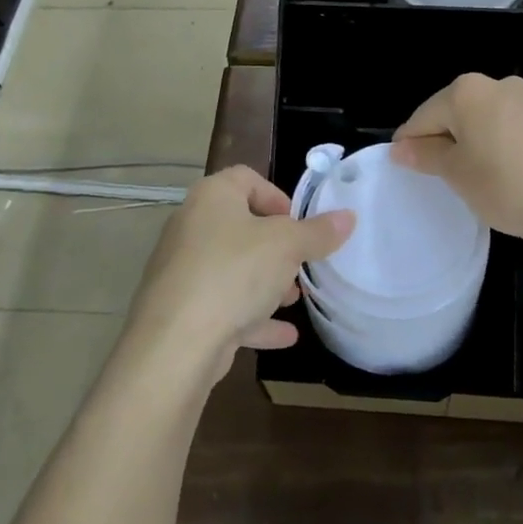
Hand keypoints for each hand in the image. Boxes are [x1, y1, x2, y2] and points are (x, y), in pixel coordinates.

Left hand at [126, 166, 353, 387]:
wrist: (175, 345)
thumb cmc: (234, 274)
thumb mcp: (287, 247)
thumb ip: (319, 232)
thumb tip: (348, 216)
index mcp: (212, 197)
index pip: (246, 178)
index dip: (277, 196)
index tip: (299, 224)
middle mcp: (191, 227)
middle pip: (241, 226)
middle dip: (276, 247)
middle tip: (301, 265)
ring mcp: (182, 271)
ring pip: (233, 269)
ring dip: (266, 283)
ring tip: (294, 300)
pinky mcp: (181, 310)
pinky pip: (223, 305)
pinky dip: (252, 317)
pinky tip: (284, 336)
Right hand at [390, 74, 522, 250]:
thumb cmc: (508, 186)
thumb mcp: (458, 175)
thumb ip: (426, 155)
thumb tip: (402, 146)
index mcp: (468, 93)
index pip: (425, 116)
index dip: (411, 142)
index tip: (406, 166)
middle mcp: (502, 85)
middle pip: (461, 111)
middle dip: (450, 139)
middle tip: (449, 176)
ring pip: (496, 119)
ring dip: (486, 141)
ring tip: (491, 177)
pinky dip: (518, 146)